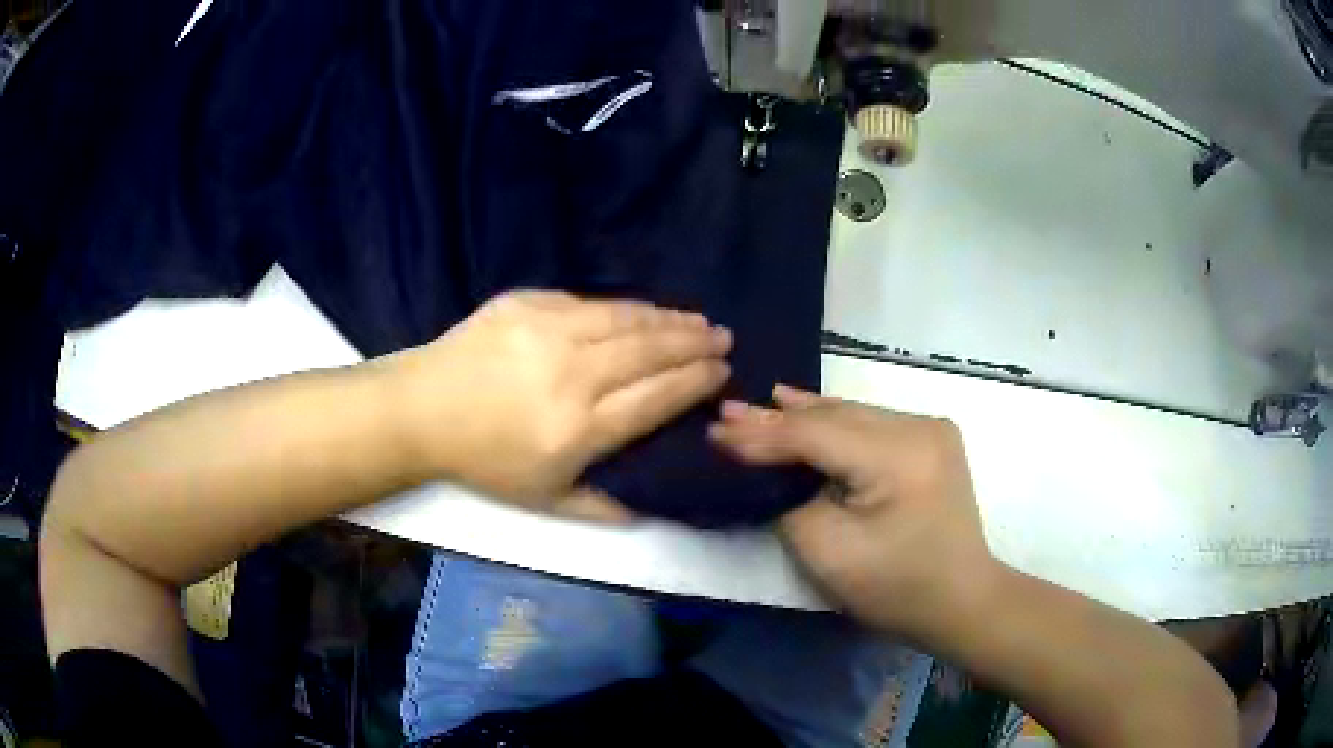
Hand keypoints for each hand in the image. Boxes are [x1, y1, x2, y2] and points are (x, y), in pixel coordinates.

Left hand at [383, 291, 730, 516]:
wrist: (421, 410)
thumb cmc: (484, 461)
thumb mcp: (544, 502)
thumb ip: (603, 507)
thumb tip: (652, 507)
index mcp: (579, 428)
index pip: (657, 397)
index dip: (695, 382)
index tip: (721, 371)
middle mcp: (572, 374)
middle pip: (650, 352)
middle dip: (694, 343)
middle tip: (722, 337)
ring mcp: (548, 331)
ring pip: (625, 319)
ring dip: (668, 318)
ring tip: (697, 318)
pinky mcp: (526, 304)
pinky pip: (588, 303)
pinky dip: (624, 308)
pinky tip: (642, 310)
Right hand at [708, 385, 995, 637]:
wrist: (961, 600)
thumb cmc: (894, 589)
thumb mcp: (829, 552)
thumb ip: (789, 499)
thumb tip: (760, 464)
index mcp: (900, 457)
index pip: (816, 435)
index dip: (762, 435)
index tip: (714, 433)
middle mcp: (919, 427)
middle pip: (834, 418)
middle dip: (778, 419)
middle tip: (727, 412)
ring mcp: (930, 429)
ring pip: (852, 416)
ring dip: (804, 416)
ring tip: (759, 402)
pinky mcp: (931, 439)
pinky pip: (870, 425)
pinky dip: (834, 424)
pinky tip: (805, 406)